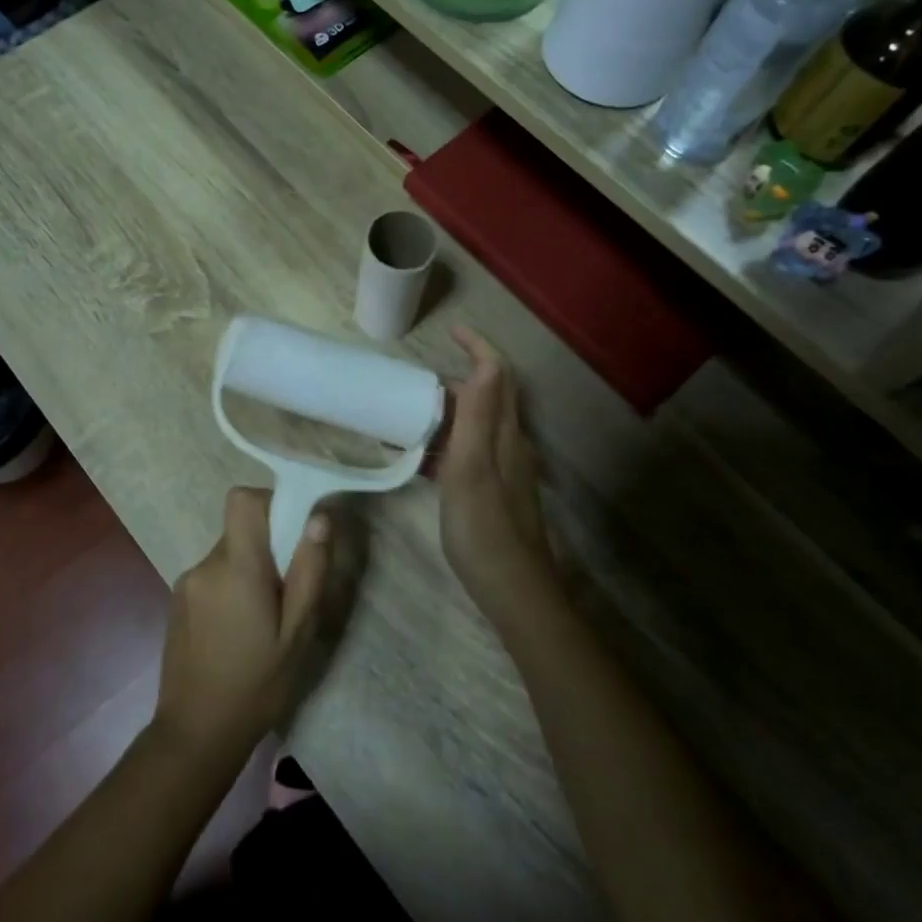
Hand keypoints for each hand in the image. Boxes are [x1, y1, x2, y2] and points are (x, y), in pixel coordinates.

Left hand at [152, 487, 331, 766]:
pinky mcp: (177, 600)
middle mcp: (205, 565)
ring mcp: (186, 582)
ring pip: (228, 553)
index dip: (269, 502)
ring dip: (249, 570)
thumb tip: (319, 518)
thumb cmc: (257, 685)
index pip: (243, 500)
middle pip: (240, 529)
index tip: (292, 531)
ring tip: (263, 619)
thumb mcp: (297, 633)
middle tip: (287, 590)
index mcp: (236, 567)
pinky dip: (231, 587)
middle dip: (267, 546)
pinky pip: (213, 575)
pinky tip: (239, 631)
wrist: (196, 733)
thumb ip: (309, 571)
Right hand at [438, 327, 559, 629]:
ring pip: (476, 425)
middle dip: (454, 380)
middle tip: (413, 383)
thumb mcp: (473, 468)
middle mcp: (510, 445)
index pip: (497, 374)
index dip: (479, 347)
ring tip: (407, 416)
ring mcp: (504, 470)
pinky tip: (419, 460)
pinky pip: (469, 452)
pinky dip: (445, 444)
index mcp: (505, 434)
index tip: (451, 330)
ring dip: (446, 413)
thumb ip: (479, 417)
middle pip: (487, 397)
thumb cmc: (485, 528)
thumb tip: (485, 364)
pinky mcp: (495, 491)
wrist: (514, 591)